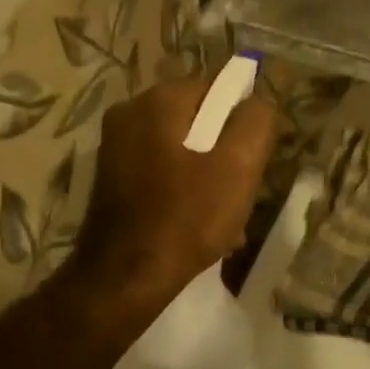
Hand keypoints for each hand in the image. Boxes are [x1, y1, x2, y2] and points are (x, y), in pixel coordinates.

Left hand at [68, 73, 276, 313]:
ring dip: (207, 178)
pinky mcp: (110, 178)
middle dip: (225, 155)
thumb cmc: (186, 218)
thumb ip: (256, 123)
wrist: (124, 278)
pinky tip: (197, 226)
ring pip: (180, 151)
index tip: (254, 161)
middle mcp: (129, 112)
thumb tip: (259, 102)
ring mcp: (114, 147)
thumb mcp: (238, 166)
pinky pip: (160, 173)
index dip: (244, 123)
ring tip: (225, 220)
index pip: (218, 90)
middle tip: (242, 194)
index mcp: (158, 100)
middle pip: (198, 122)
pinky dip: (182, 191)